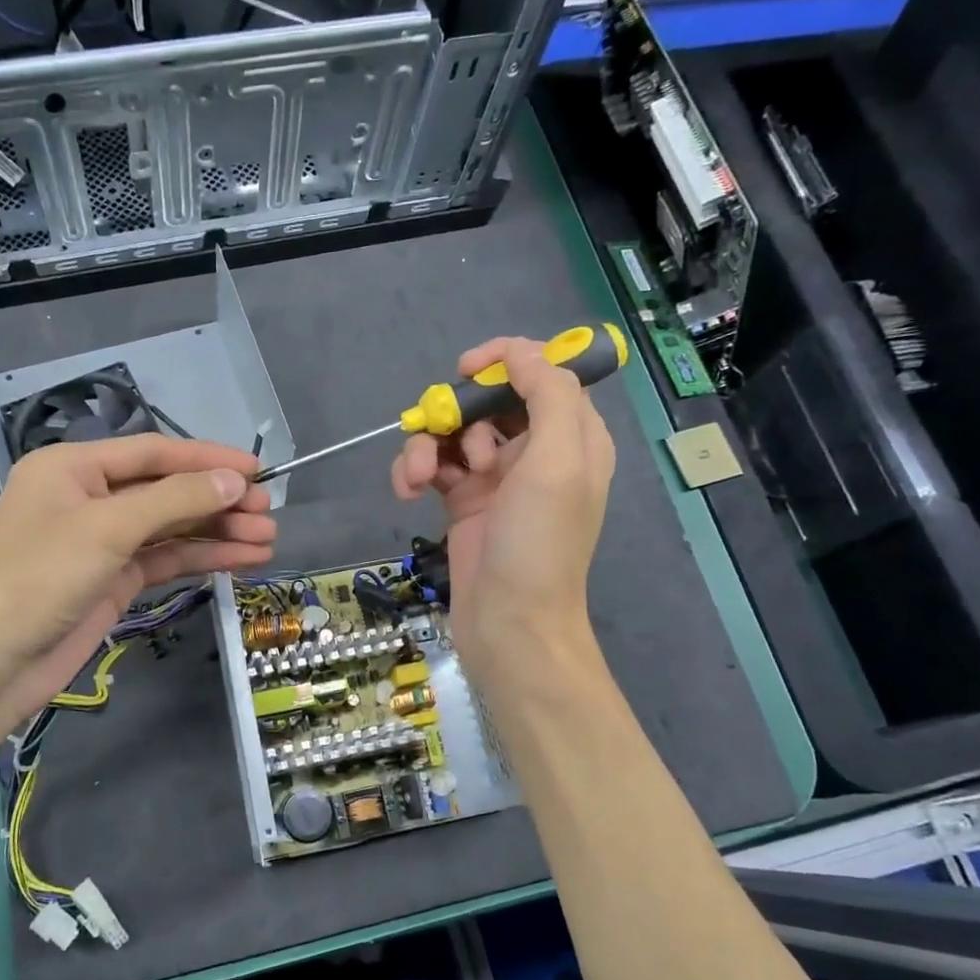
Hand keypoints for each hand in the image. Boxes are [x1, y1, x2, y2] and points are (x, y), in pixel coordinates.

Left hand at [0, 435, 275, 733]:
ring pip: (171, 528)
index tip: (257, 470)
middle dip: (218, 500)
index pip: (153, 453)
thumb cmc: (38, 579)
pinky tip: (242, 559)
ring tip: (267, 539)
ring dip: (217, 532)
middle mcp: (89, 498)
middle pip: (166, 490)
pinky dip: (201, 558)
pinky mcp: (113, 580)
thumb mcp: (107, 529)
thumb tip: (234, 481)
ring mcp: (102, 542)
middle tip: (269, 511)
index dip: (207, 459)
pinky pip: (165, 560)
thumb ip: (174, 500)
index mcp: (73, 468)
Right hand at [391, 336, 613, 683]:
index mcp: (573, 437)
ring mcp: (497, 478)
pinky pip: (434, 466)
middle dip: (458, 411)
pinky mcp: (463, 502)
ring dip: (427, 445)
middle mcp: (537, 452)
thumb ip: (548, 396)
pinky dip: (415, 471)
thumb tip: (522, 353)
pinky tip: (406, 491)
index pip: (542, 374)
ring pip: (454, 432)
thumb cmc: (539, 544)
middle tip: (441, 429)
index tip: (466, 368)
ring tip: (416, 477)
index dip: (506, 360)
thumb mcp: (558, 463)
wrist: (510, 626)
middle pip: (490, 400)